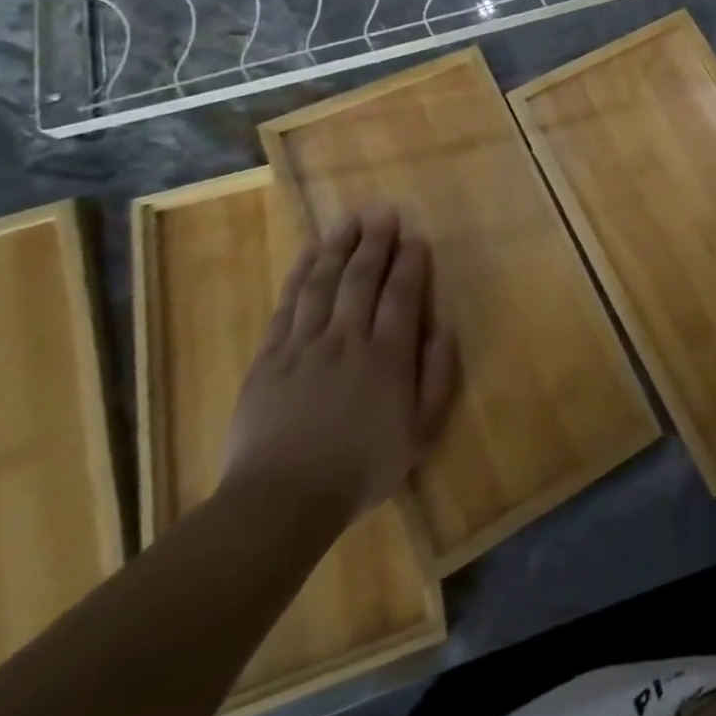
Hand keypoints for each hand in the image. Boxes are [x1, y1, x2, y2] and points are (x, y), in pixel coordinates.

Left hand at [220, 207, 458, 521]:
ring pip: (323, 283)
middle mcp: (347, 339)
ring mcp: (304, 346)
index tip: (415, 237)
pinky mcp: (269, 358)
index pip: (402, 294)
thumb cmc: (360, 469)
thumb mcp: (420, 433)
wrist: (279, 503)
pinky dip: (299, 275)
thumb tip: (445, 328)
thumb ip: (438, 377)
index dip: (409, 262)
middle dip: (375, 242)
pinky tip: (308, 255)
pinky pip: (287, 306)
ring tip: (348, 220)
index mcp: (387, 355)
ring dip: (337, 247)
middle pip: (361, 278)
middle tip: (383, 212)